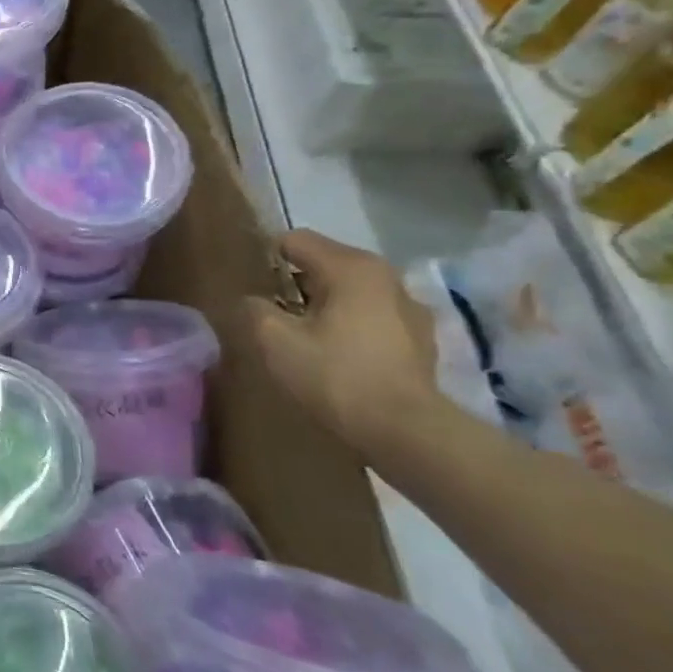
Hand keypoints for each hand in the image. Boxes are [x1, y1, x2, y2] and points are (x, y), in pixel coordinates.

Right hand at [245, 230, 443, 453]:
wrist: (406, 431)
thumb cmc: (335, 376)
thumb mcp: (273, 340)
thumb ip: (253, 308)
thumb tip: (252, 301)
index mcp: (351, 267)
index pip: (295, 240)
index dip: (266, 259)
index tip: (253, 288)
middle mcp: (386, 276)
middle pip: (325, 262)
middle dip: (295, 282)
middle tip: (274, 314)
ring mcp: (409, 307)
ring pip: (350, 290)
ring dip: (325, 303)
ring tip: (306, 335)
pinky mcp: (420, 337)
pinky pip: (372, 315)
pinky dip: (351, 324)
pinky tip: (339, 354)